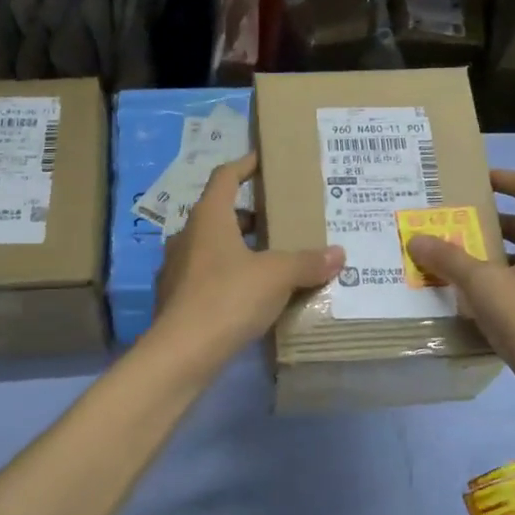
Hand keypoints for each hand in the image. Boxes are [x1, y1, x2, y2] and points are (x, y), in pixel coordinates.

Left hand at [152, 154, 344, 362]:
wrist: (182, 353)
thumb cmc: (229, 298)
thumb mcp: (277, 276)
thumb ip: (307, 262)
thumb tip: (339, 254)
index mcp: (208, 218)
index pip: (225, 177)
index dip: (245, 165)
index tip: (263, 160)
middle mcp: (187, 236)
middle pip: (219, 214)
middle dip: (249, 215)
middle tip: (279, 221)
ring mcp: (176, 269)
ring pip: (212, 247)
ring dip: (239, 248)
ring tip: (270, 260)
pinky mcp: (175, 299)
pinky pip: (206, 277)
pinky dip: (228, 277)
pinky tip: (250, 295)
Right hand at [406, 169, 514, 398]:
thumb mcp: (483, 287)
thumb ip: (449, 259)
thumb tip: (416, 238)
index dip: (504, 178)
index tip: (477, 181)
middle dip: (494, 220)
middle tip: (461, 225)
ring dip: (500, 251)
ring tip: (465, 262)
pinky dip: (511, 277)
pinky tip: (485, 298)